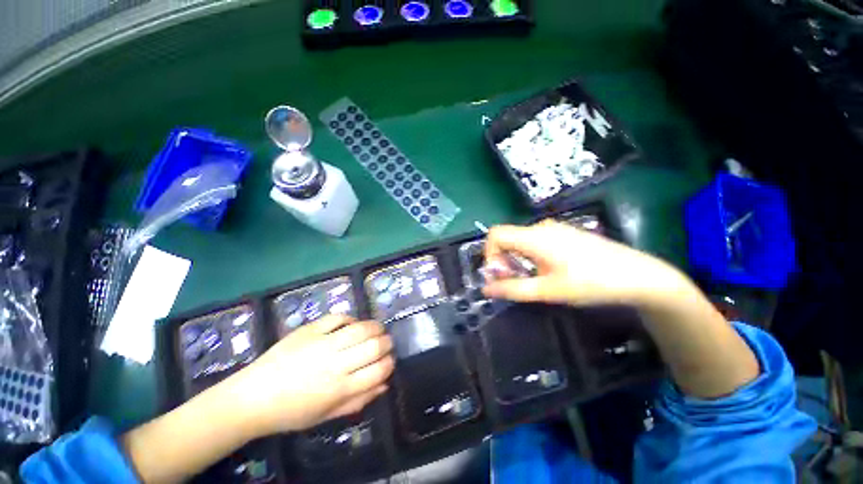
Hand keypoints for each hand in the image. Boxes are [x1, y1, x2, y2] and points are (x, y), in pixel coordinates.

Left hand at [228, 315, 393, 436]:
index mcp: (340, 388)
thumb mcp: (327, 416)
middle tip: (386, 343)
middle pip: (374, 346)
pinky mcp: (310, 330)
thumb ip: (359, 401)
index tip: (389, 361)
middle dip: (387, 343)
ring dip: (375, 327)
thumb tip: (384, 384)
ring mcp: (322, 343)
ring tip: (377, 329)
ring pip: (361, 328)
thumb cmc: (291, 412)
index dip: (389, 363)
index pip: (378, 370)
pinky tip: (352, 324)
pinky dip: (350, 318)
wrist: (253, 397)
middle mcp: (335, 364)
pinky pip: (338, 318)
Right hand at [482, 220, 687, 307]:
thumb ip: (513, 289)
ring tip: (533, 279)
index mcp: (535, 236)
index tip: (500, 275)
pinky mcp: (564, 233)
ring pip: (521, 240)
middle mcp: (541, 226)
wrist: (638, 276)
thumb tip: (485, 289)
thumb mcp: (548, 290)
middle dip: (504, 260)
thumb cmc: (591, 283)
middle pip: (507, 238)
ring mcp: (555, 228)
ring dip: (517, 260)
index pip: (495, 234)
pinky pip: (535, 241)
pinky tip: (547, 271)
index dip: (490, 254)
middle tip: (515, 282)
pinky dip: (530, 256)